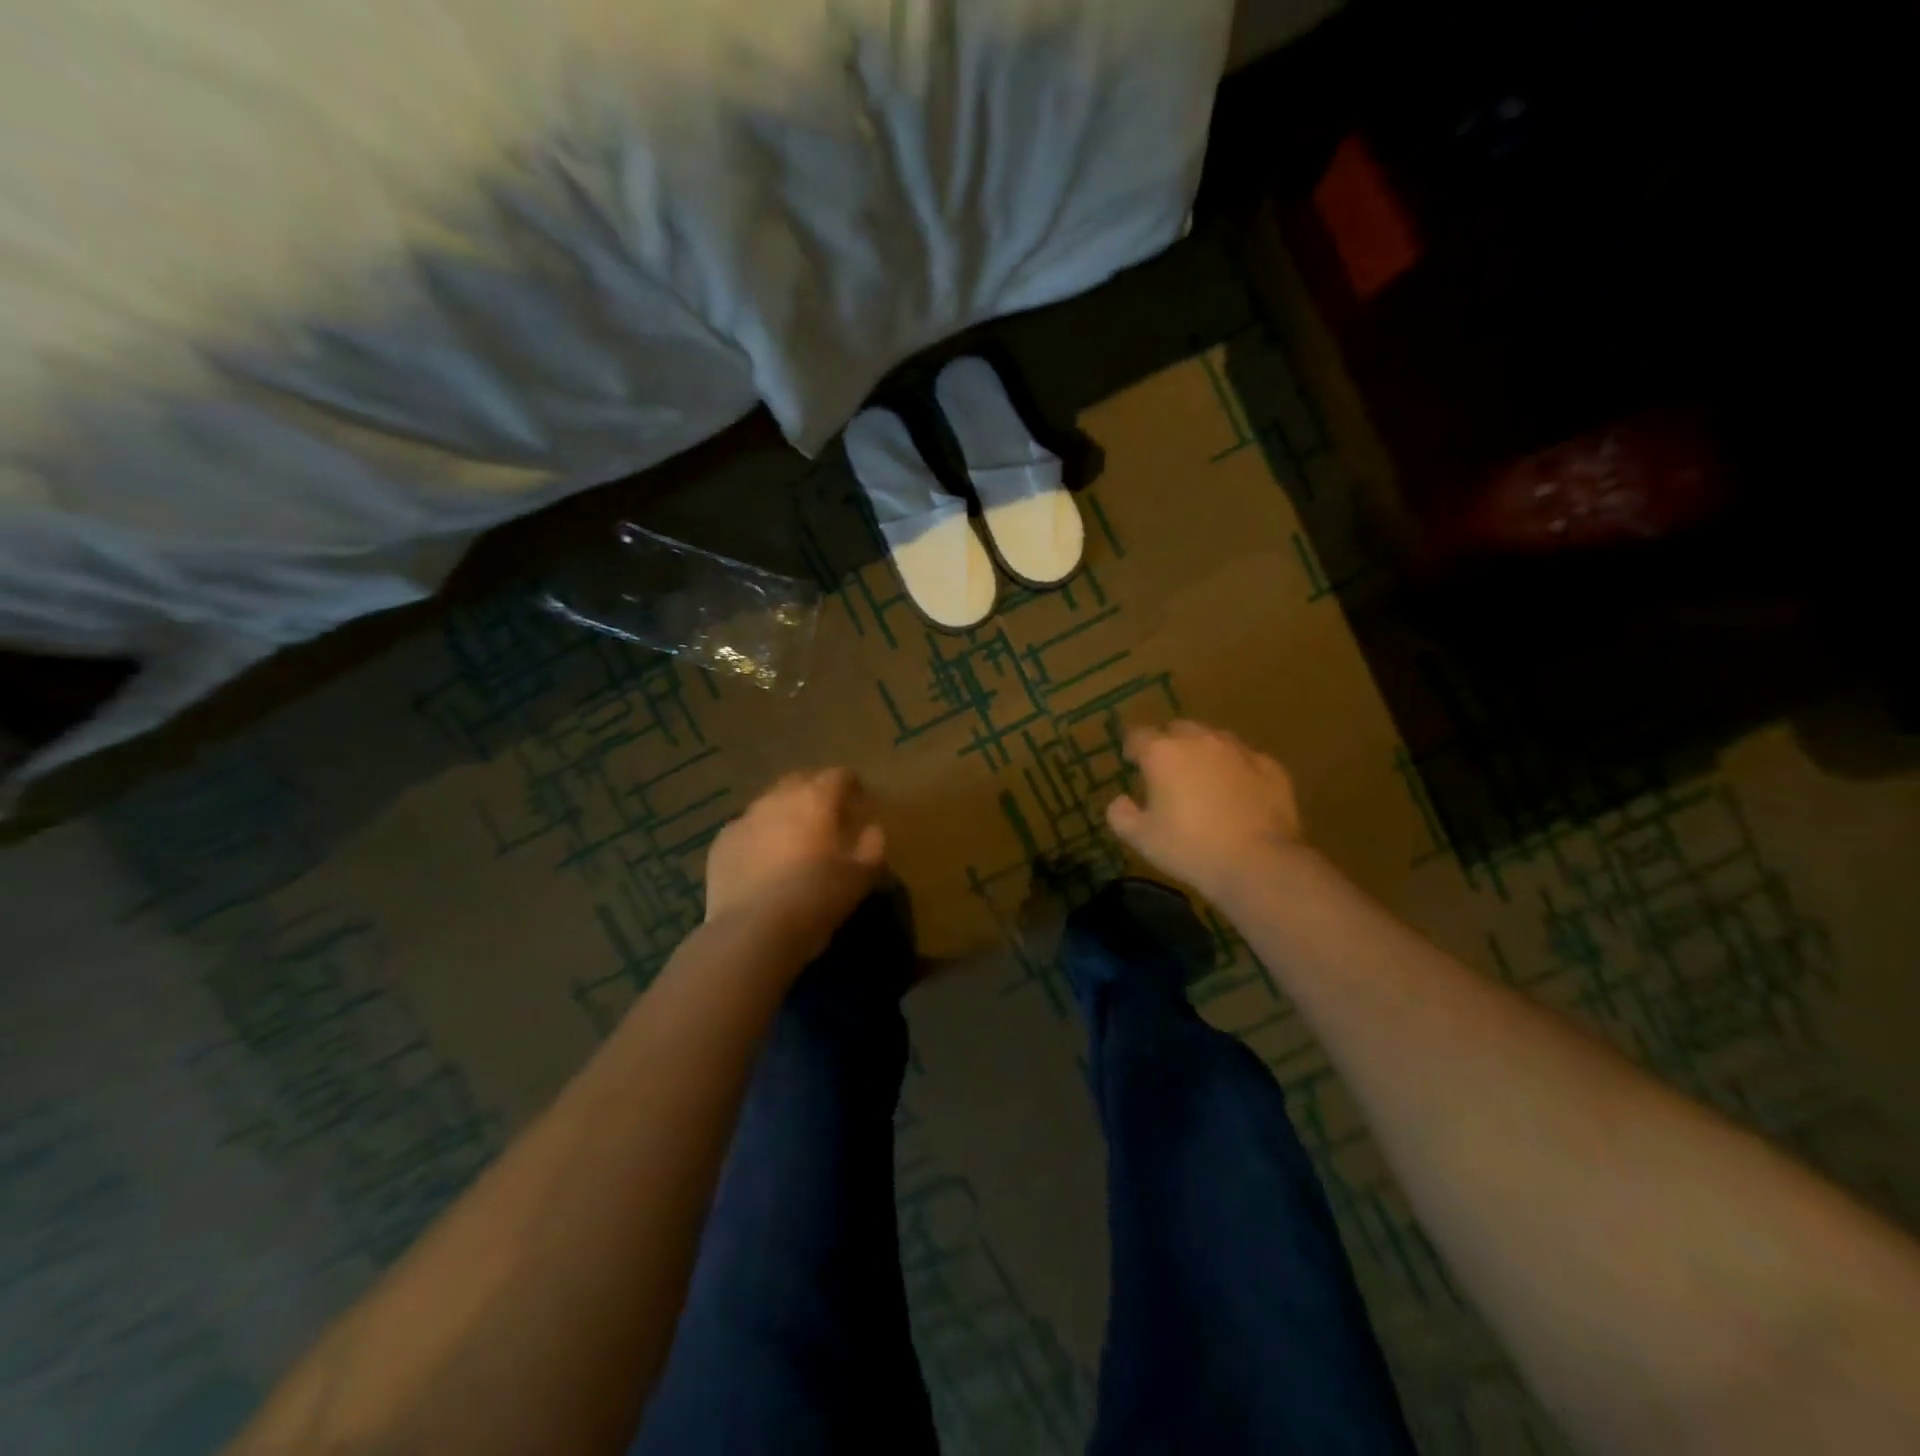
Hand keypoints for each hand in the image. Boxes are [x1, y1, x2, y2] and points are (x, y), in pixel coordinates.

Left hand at [705, 769, 887, 947]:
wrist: (753, 931)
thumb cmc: (816, 899)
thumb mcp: (861, 877)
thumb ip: (872, 846)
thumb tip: (872, 830)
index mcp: (815, 799)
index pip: (838, 776)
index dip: (852, 785)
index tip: (859, 801)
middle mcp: (777, 799)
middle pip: (800, 781)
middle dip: (815, 791)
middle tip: (827, 816)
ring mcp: (744, 819)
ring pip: (770, 804)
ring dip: (785, 813)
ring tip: (793, 840)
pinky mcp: (721, 843)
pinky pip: (746, 829)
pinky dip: (759, 837)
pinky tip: (763, 862)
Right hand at [1105, 721, 1304, 901]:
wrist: (1258, 862)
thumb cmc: (1190, 848)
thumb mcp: (1141, 839)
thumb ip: (1121, 814)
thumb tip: (1120, 800)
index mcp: (1163, 753)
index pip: (1138, 735)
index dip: (1132, 747)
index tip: (1132, 762)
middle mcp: (1200, 740)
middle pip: (1178, 729)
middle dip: (1169, 743)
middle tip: (1168, 770)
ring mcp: (1239, 750)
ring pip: (1214, 739)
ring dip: (1204, 752)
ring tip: (1204, 778)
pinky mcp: (1270, 766)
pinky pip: (1246, 759)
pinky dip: (1236, 769)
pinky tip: (1238, 793)